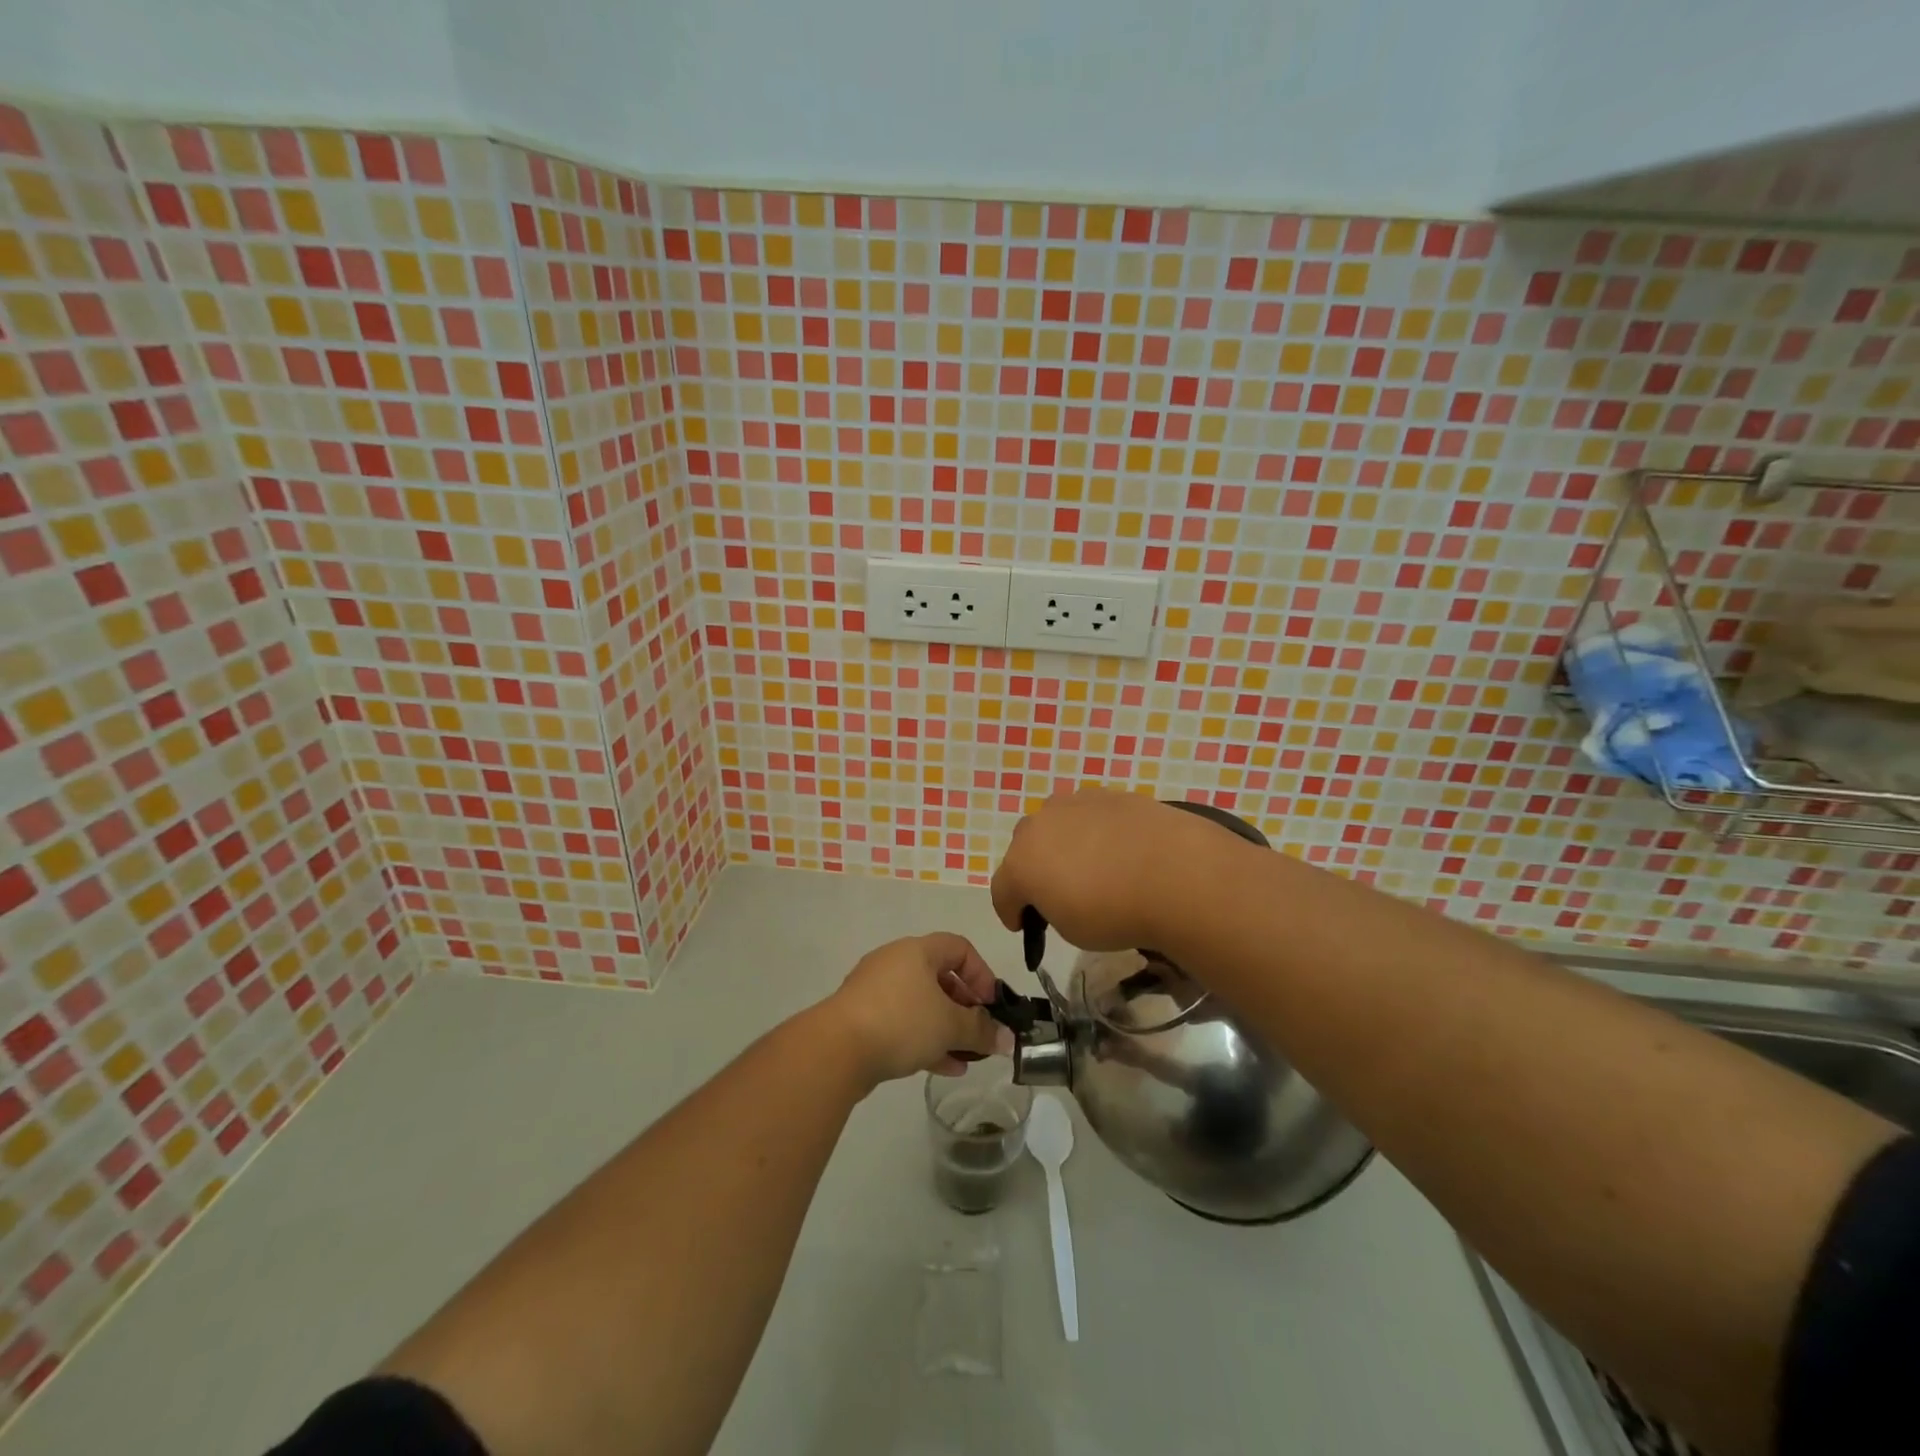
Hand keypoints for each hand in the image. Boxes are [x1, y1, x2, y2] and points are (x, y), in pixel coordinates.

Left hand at [819, 934, 1011, 1086]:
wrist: (836, 1049)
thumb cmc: (901, 1021)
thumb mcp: (950, 1026)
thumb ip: (982, 1030)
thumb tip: (1007, 1039)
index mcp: (917, 950)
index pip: (959, 948)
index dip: (981, 974)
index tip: (991, 1005)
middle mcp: (895, 962)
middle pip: (940, 977)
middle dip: (965, 1007)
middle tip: (979, 1033)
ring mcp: (875, 991)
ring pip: (921, 1004)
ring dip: (946, 1028)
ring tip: (966, 1057)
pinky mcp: (861, 1018)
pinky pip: (902, 1023)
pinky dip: (924, 1039)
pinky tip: (944, 1067)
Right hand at [989, 788, 1238, 950]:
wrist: (1174, 873)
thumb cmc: (1114, 913)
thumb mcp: (1072, 929)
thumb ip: (1054, 907)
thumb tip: (1063, 893)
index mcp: (1021, 861)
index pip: (1002, 890)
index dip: (1010, 911)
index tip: (1022, 926)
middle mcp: (1040, 824)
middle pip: (1025, 847)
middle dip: (1034, 869)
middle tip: (1055, 892)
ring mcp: (1076, 803)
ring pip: (1057, 824)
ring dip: (1063, 843)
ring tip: (1090, 866)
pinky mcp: (1110, 794)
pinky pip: (1091, 816)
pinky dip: (1097, 832)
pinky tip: (1119, 850)